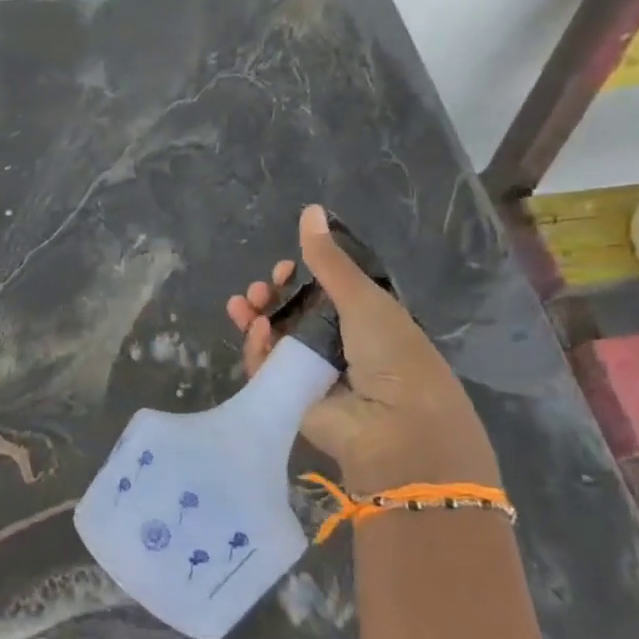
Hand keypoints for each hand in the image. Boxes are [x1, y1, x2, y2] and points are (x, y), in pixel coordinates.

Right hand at [226, 204, 500, 497]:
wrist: (395, 428)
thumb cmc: (392, 356)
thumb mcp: (363, 299)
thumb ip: (329, 260)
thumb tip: (309, 210)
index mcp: (365, 322)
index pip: (323, 294)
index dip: (301, 279)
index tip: (284, 269)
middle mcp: (338, 346)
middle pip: (293, 315)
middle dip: (272, 298)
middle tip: (260, 289)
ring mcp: (312, 373)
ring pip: (274, 340)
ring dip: (256, 319)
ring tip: (243, 305)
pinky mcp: (289, 397)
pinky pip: (265, 367)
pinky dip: (256, 348)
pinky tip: (255, 331)